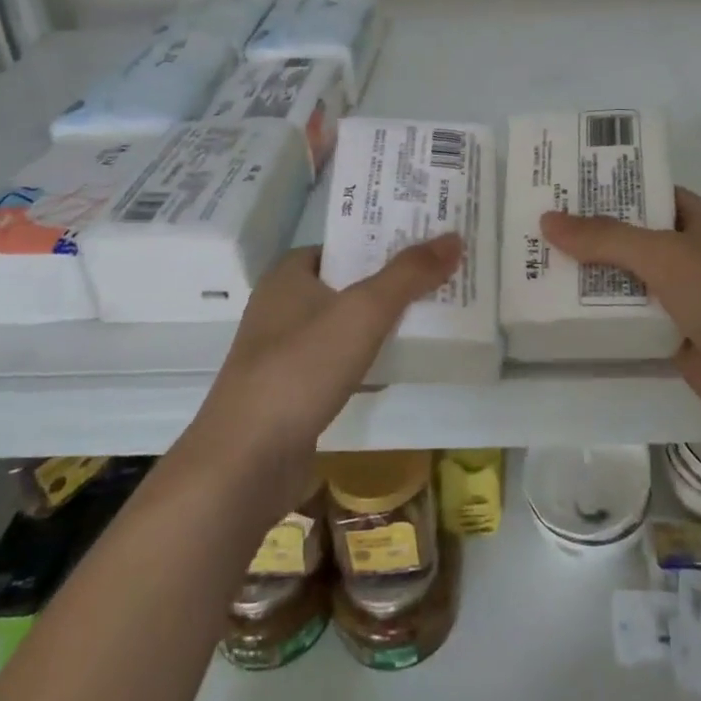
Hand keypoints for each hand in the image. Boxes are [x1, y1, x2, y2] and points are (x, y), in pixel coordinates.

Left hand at [184, 236, 461, 519]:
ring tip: (432, 314)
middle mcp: (281, 307)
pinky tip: (400, 365)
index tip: (425, 240)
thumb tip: (454, 238)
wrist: (246, 462)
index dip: (382, 240)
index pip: (342, 245)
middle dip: (390, 281)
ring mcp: (284, 353)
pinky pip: (339, 363)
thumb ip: (409, 274)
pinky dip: (368, 360)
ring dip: (382, 322)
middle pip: (347, 283)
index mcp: (288, 275)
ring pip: (344, 325)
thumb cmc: (301, 368)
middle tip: (441, 275)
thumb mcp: (363, 311)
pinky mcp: (292, 393)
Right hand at [541, 188, 700, 456]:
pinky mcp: (677, 338)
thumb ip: (606, 238)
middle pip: (633, 237)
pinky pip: (632, 319)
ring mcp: (686, 299)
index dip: (610, 187)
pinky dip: (603, 316)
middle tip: (534, 227)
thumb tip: (547, 220)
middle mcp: (693, 255)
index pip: (650, 192)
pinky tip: (561, 313)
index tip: (562, 187)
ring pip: (629, 280)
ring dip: (590, 277)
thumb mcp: (666, 256)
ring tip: (534, 264)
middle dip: (589, 234)